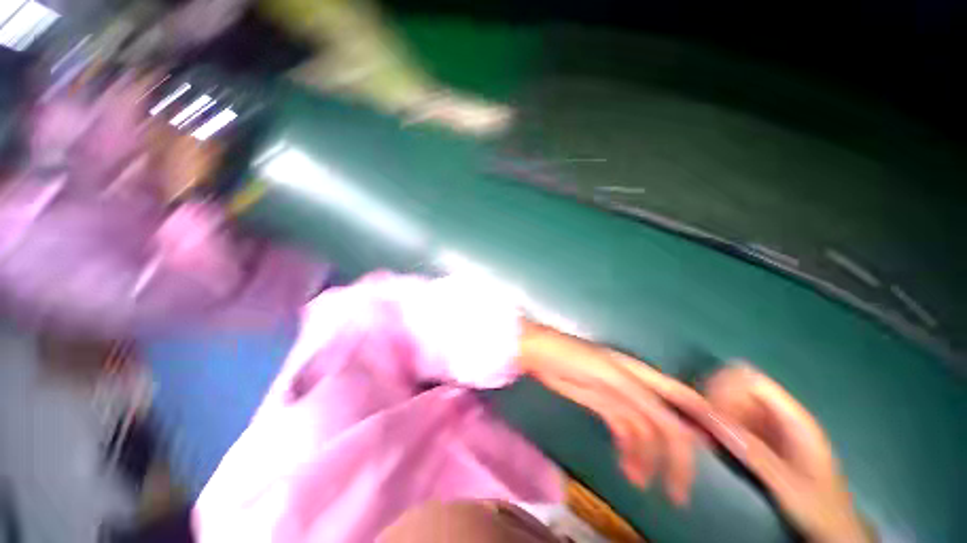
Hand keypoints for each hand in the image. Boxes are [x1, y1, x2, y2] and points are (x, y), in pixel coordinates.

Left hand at [517, 322, 742, 505]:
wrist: (540, 353)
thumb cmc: (572, 358)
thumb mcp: (610, 376)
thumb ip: (642, 399)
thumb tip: (678, 428)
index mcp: (642, 375)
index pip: (685, 399)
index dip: (708, 422)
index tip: (727, 455)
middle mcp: (637, 387)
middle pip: (667, 424)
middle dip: (677, 458)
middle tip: (677, 493)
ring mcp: (619, 398)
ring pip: (645, 433)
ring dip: (647, 459)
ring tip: (638, 483)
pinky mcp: (603, 405)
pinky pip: (624, 432)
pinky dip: (629, 451)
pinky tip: (627, 468)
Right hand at [703, 364, 870, 542]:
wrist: (835, 529)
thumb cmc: (816, 506)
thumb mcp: (784, 483)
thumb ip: (750, 450)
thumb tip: (710, 419)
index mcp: (795, 419)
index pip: (752, 380)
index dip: (725, 387)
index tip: (710, 412)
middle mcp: (783, 415)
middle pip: (739, 386)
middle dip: (716, 401)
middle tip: (703, 425)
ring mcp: (774, 425)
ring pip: (734, 400)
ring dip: (716, 412)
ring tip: (705, 434)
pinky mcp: (765, 437)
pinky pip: (735, 417)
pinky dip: (720, 423)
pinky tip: (714, 440)